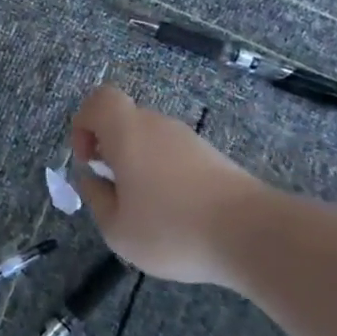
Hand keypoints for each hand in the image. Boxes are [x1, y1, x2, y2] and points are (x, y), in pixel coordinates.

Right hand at [69, 83, 270, 286]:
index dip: (83, 124)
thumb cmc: (172, 229)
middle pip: (124, 121)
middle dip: (110, 149)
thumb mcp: (117, 228)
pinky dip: (165, 176)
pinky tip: (175, 213)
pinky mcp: (213, 157)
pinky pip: (174, 156)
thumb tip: (91, 178)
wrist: (253, 235)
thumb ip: (96, 198)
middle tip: (114, 189)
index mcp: (128, 132)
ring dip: (138, 165)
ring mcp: (189, 139)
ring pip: (150, 140)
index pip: (99, 100)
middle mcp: (158, 125)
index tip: (88, 160)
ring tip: (146, 209)